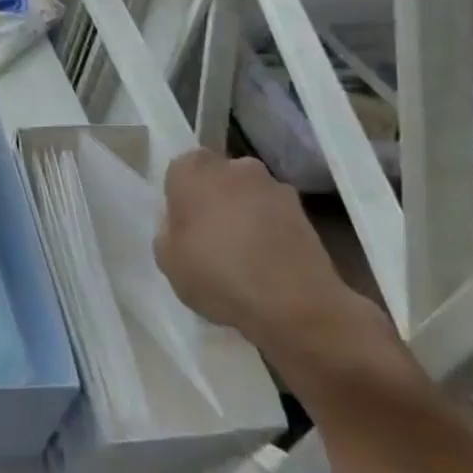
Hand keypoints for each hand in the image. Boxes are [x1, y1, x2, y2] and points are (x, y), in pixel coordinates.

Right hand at [158, 148, 382, 370]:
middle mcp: (234, 166)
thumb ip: (168, 230)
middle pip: (218, 177)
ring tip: (244, 254)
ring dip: (245, 213)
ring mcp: (274, 187)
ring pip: (249, 195)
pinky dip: (271, 231)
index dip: (180, 195)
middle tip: (210, 236)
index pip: (179, 169)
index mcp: (193, 169)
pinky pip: (275, 216)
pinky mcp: (305, 212)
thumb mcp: (166, 259)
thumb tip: (181, 224)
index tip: (182, 223)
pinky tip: (268, 263)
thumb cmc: (217, 275)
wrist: (295, 306)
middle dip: (214, 198)